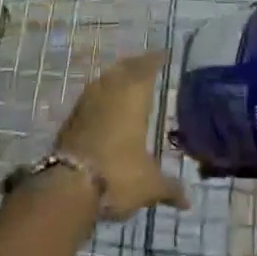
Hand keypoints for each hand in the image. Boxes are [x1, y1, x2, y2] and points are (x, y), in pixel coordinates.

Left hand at [55, 50, 190, 219]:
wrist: (67, 187)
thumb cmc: (118, 175)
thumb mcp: (149, 185)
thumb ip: (170, 188)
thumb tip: (189, 201)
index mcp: (134, 96)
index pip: (147, 67)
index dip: (156, 59)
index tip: (165, 54)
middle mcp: (111, 91)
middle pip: (125, 67)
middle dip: (137, 63)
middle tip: (147, 63)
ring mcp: (88, 102)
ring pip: (105, 78)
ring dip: (117, 75)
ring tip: (126, 78)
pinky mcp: (71, 118)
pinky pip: (92, 94)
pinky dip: (101, 92)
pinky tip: (105, 103)